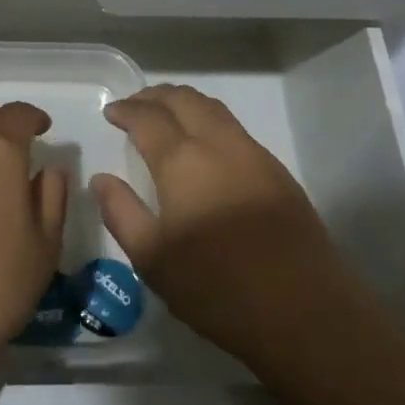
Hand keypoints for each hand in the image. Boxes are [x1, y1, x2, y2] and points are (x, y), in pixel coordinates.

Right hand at [93, 84, 347, 367]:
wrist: (303, 309)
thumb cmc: (217, 287)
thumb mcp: (153, 260)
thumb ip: (122, 212)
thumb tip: (101, 179)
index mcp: (183, 161)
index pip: (148, 118)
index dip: (126, 110)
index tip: (111, 112)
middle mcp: (218, 144)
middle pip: (184, 100)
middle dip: (155, 96)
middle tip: (135, 104)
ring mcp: (253, 154)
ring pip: (213, 108)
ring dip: (184, 102)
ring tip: (166, 114)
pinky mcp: (276, 171)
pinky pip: (234, 127)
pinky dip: (209, 119)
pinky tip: (204, 143)